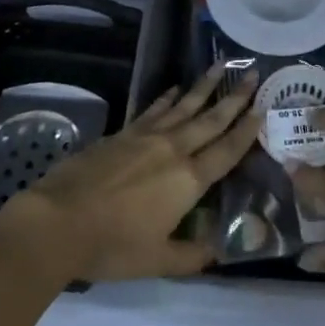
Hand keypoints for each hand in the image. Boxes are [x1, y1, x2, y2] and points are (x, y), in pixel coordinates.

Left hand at [0, 65, 259, 281]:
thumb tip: (219, 250)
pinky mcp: (125, 132)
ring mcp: (147, 136)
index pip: (227, 150)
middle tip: (253, 74)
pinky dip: (168, 97)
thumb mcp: (157, 261)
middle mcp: (174, 149)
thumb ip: (191, 255)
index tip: (264, 107)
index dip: (247, 130)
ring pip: (185, 105)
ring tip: (222, 64)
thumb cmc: (112, 245)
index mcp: (188, 180)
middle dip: (234, 97)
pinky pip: (154, 109)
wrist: (60, 220)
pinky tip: (176, 88)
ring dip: (205, 85)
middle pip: (211, 119)